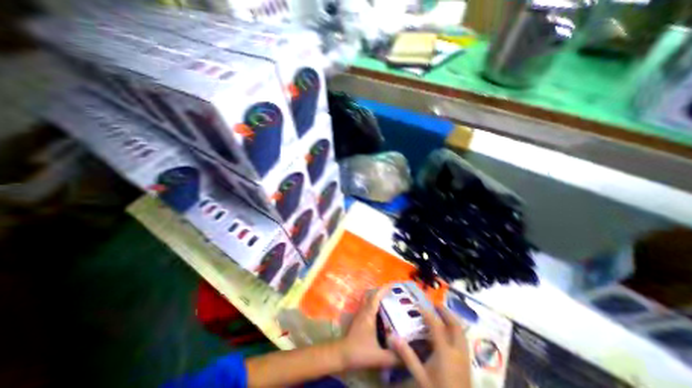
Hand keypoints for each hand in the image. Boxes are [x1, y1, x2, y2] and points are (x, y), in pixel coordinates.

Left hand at [338, 288, 396, 369]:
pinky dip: (373, 304)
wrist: (342, 354)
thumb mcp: (379, 357)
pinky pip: (366, 306)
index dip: (384, 289)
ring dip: (376, 297)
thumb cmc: (359, 352)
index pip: (376, 297)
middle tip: (391, 293)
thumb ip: (394, 358)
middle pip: (371, 294)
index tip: (392, 285)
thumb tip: (408, 356)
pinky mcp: (357, 319)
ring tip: (387, 300)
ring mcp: (359, 314)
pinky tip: (379, 312)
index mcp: (369, 314)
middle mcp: (363, 311)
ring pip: (367, 299)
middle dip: (380, 291)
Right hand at [392, 306, 473, 387]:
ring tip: (442, 315)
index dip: (428, 313)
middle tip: (435, 305)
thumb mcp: (420, 377)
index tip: (418, 305)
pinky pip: (463, 342)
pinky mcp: (467, 366)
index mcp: (446, 352)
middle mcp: (458, 352)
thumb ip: (407, 356)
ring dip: (453, 321)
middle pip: (455, 326)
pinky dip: (456, 332)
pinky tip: (448, 335)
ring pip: (462, 334)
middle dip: (446, 313)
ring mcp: (465, 359)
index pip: (437, 326)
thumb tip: (392, 337)